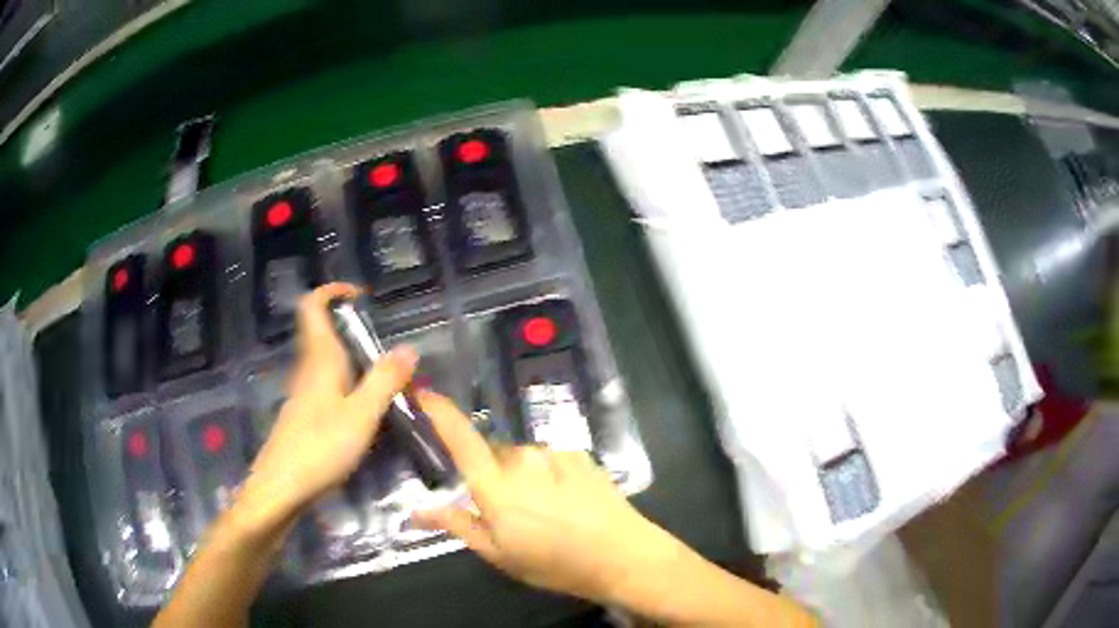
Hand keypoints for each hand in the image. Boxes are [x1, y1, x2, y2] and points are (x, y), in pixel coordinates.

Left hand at [235, 283, 418, 530]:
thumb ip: (385, 381)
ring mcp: (304, 393)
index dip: (332, 292)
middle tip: (387, 346)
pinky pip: (328, 386)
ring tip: (386, 378)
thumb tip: (409, 347)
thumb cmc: (320, 448)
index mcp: (320, 359)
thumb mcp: (361, 415)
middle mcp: (308, 369)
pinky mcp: (304, 415)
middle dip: (352, 329)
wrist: (281, 488)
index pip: (313, 306)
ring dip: (354, 360)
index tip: (360, 296)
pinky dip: (348, 385)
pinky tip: (367, 411)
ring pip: (327, 362)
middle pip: (323, 333)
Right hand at [413, 392, 682, 604]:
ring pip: (521, 456)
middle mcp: (521, 457)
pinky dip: (545, 472)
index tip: (423, 390)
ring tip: (542, 509)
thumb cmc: (554, 563)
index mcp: (495, 484)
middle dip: (489, 471)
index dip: (438, 409)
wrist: (621, 555)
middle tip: (505, 508)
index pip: (459, 436)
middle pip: (491, 451)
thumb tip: (417, 511)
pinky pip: (547, 456)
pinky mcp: (578, 452)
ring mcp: (553, 451)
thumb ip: (458, 525)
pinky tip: (564, 499)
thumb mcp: (499, 554)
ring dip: (520, 474)